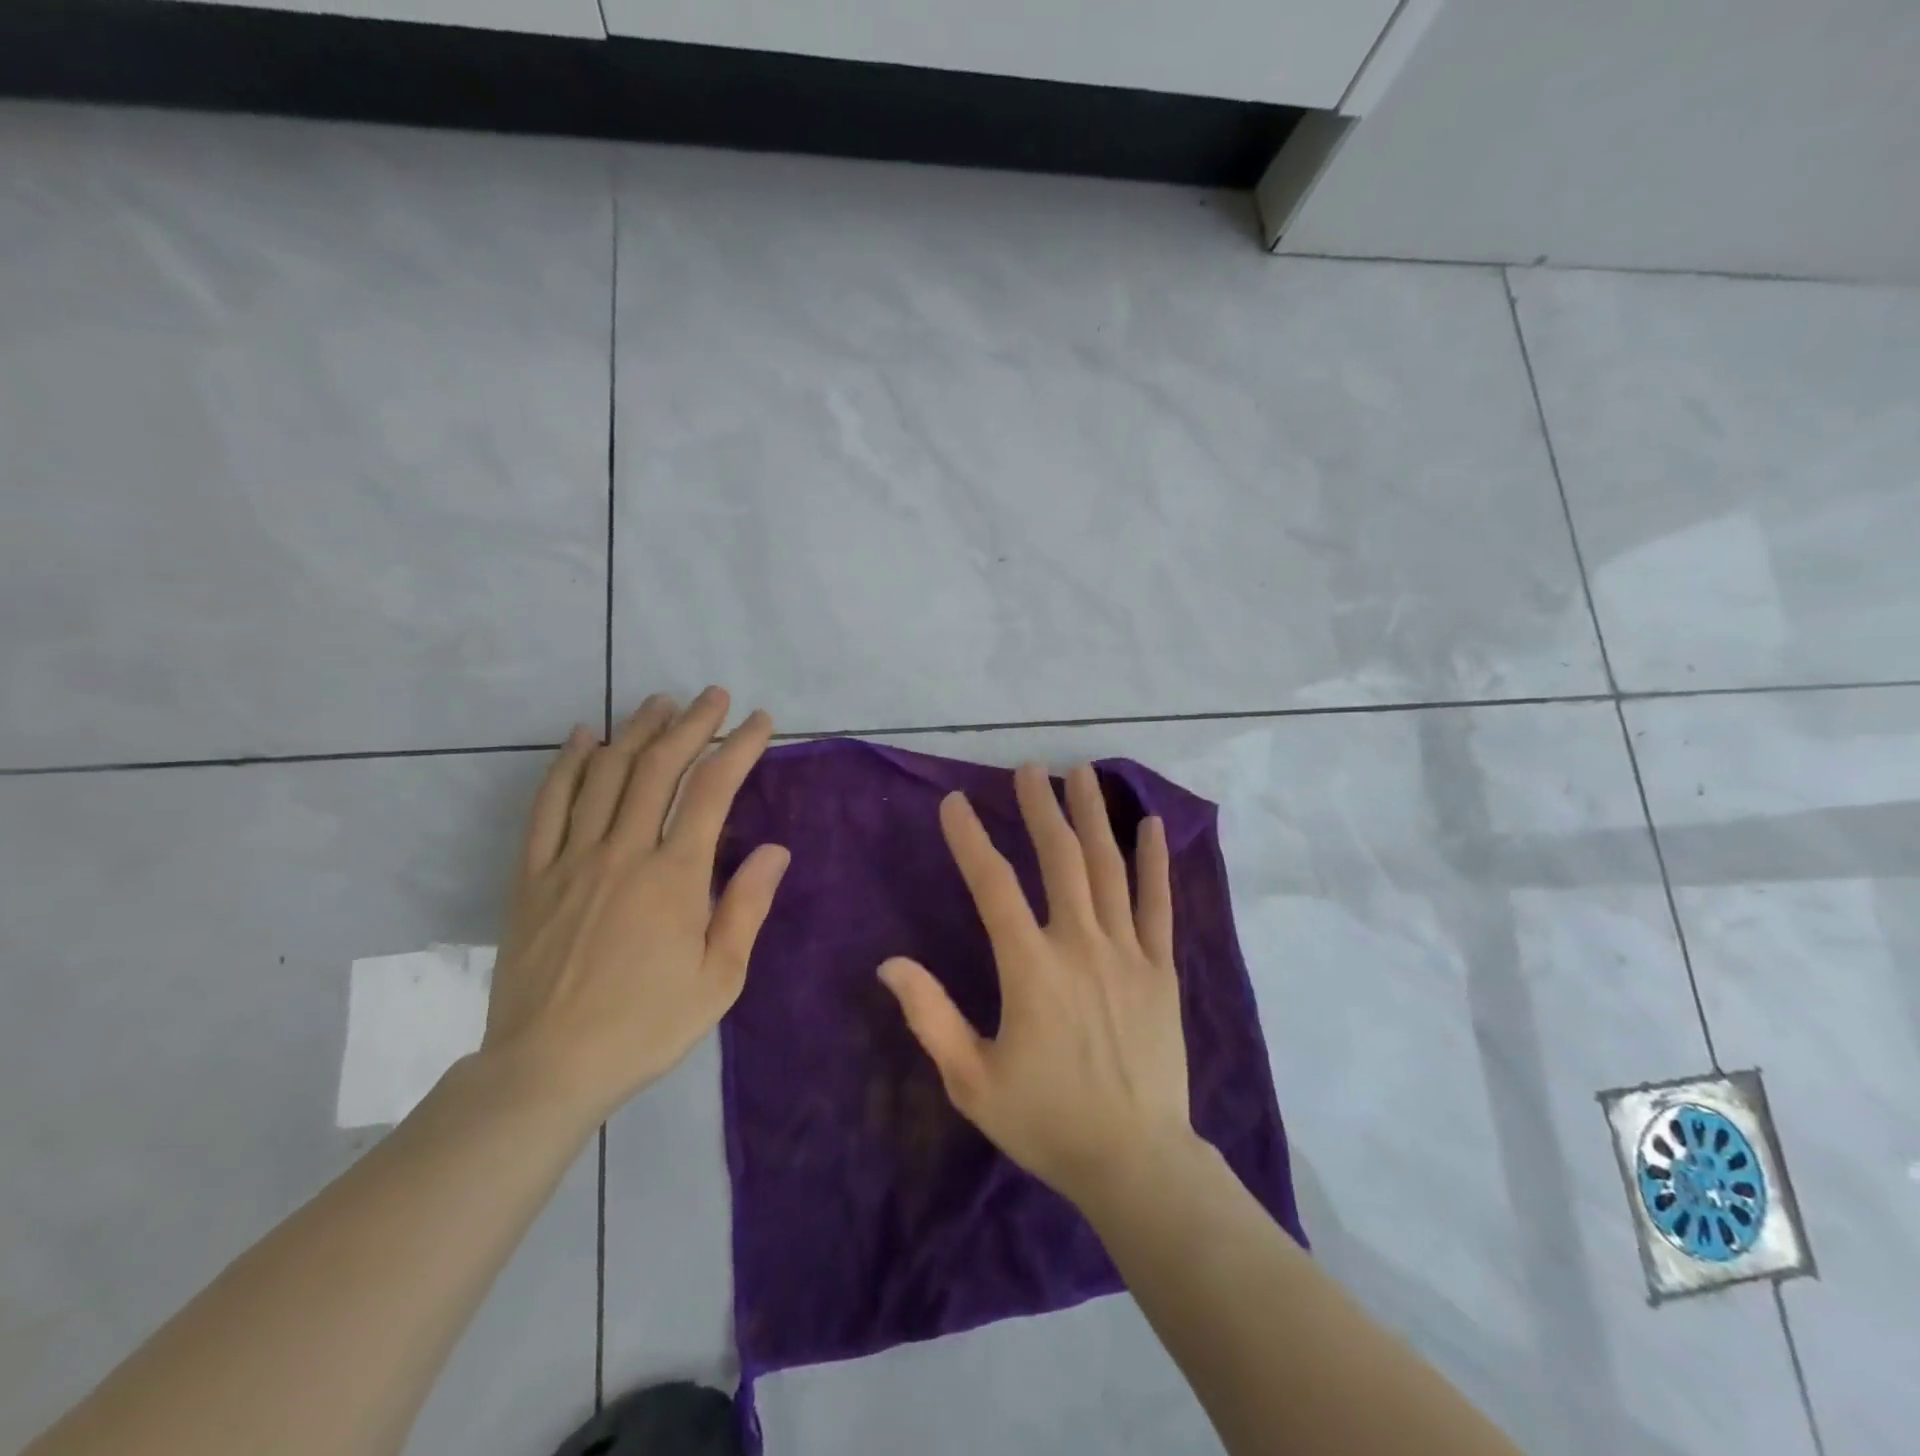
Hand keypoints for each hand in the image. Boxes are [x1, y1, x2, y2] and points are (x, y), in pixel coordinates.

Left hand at [480, 688, 789, 1123]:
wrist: (547, 1069)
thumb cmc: (646, 1025)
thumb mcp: (719, 979)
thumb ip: (747, 907)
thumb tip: (777, 850)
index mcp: (674, 878)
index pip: (712, 791)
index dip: (739, 747)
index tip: (760, 722)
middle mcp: (623, 852)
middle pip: (658, 767)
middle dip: (691, 724)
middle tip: (713, 696)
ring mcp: (571, 859)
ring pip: (604, 774)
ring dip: (635, 731)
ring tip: (660, 703)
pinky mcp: (532, 875)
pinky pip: (548, 806)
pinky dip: (567, 765)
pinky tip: (583, 737)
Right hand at [879, 762, 1195, 1211]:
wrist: (1136, 1161)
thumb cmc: (1047, 1122)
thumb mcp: (972, 1080)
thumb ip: (930, 1016)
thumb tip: (889, 963)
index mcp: (1031, 968)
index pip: (995, 886)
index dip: (971, 840)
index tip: (954, 803)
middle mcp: (1081, 945)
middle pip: (1060, 859)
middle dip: (1041, 808)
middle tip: (1029, 768)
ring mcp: (1127, 953)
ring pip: (1109, 868)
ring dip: (1092, 816)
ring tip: (1080, 773)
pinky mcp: (1161, 969)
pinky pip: (1159, 905)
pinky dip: (1155, 862)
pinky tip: (1150, 825)